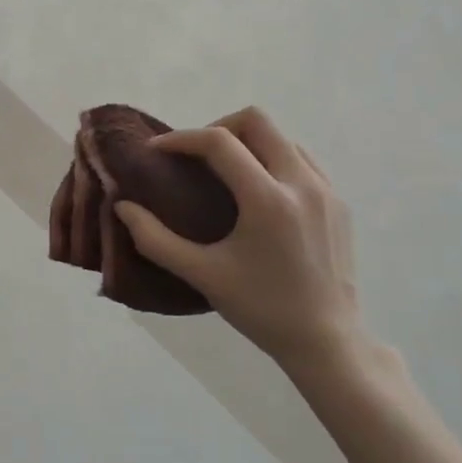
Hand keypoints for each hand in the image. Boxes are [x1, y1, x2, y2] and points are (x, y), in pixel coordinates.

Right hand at [113, 108, 379, 396]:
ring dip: (248, 142)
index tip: (156, 151)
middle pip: (257, 121)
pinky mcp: (339, 203)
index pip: (219, 142)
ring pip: (282, 136)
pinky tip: (257, 191)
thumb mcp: (202, 275)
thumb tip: (123, 208)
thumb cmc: (261, 309)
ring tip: (224, 171)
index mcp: (267, 200)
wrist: (327, 342)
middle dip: (217, 128)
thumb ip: (155, 240)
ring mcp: (326, 190)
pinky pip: (302, 159)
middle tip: (194, 157)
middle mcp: (302, 183)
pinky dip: (273, 159)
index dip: (181, 139)